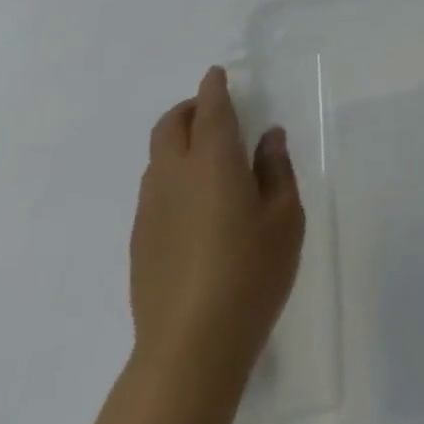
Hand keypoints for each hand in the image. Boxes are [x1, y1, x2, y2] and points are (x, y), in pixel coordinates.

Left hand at [130, 66, 304, 389]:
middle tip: (214, 113)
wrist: (190, 348)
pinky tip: (195, 207)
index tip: (219, 75)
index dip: (214, 87)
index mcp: (213, 160)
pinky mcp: (139, 240)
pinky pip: (153, 189)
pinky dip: (171, 176)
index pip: (210, 108)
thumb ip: (276, 170)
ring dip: (178, 143)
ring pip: (157, 157)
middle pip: (170, 125)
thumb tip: (267, 137)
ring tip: (209, 162)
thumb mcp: (284, 218)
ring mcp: (150, 208)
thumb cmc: (250, 273)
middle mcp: (174, 174)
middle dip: (189, 109)